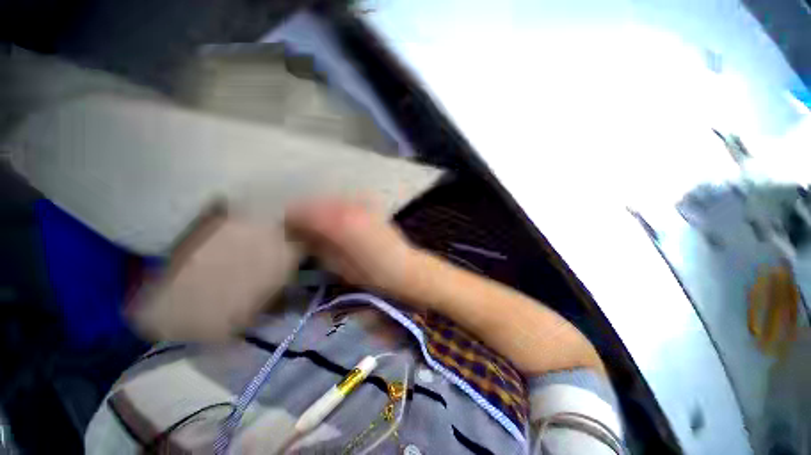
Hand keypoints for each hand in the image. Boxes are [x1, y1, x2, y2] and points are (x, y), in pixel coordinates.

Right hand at [285, 199, 418, 294]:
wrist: (403, 267)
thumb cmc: (368, 273)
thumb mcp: (336, 265)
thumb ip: (317, 246)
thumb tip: (302, 235)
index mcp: (335, 223)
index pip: (302, 213)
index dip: (291, 220)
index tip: (286, 230)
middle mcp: (347, 208)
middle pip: (316, 204)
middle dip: (305, 214)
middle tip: (300, 228)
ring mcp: (361, 206)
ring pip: (331, 201)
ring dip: (321, 211)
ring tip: (318, 225)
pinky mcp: (370, 208)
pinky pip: (347, 203)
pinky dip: (336, 209)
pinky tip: (338, 220)